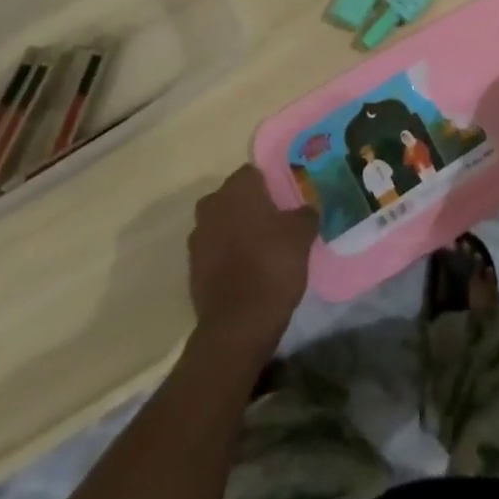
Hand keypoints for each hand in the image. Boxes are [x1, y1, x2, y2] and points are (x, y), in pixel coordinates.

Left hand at [188, 166, 315, 358]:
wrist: (237, 326)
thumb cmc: (272, 266)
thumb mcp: (302, 235)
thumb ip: (306, 213)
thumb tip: (306, 209)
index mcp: (237, 189)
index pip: (254, 173)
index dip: (270, 185)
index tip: (285, 201)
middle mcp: (212, 205)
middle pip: (234, 197)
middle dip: (251, 207)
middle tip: (276, 224)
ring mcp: (198, 237)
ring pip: (222, 223)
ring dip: (237, 231)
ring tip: (262, 250)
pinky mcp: (192, 268)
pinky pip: (214, 251)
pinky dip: (228, 256)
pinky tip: (247, 271)